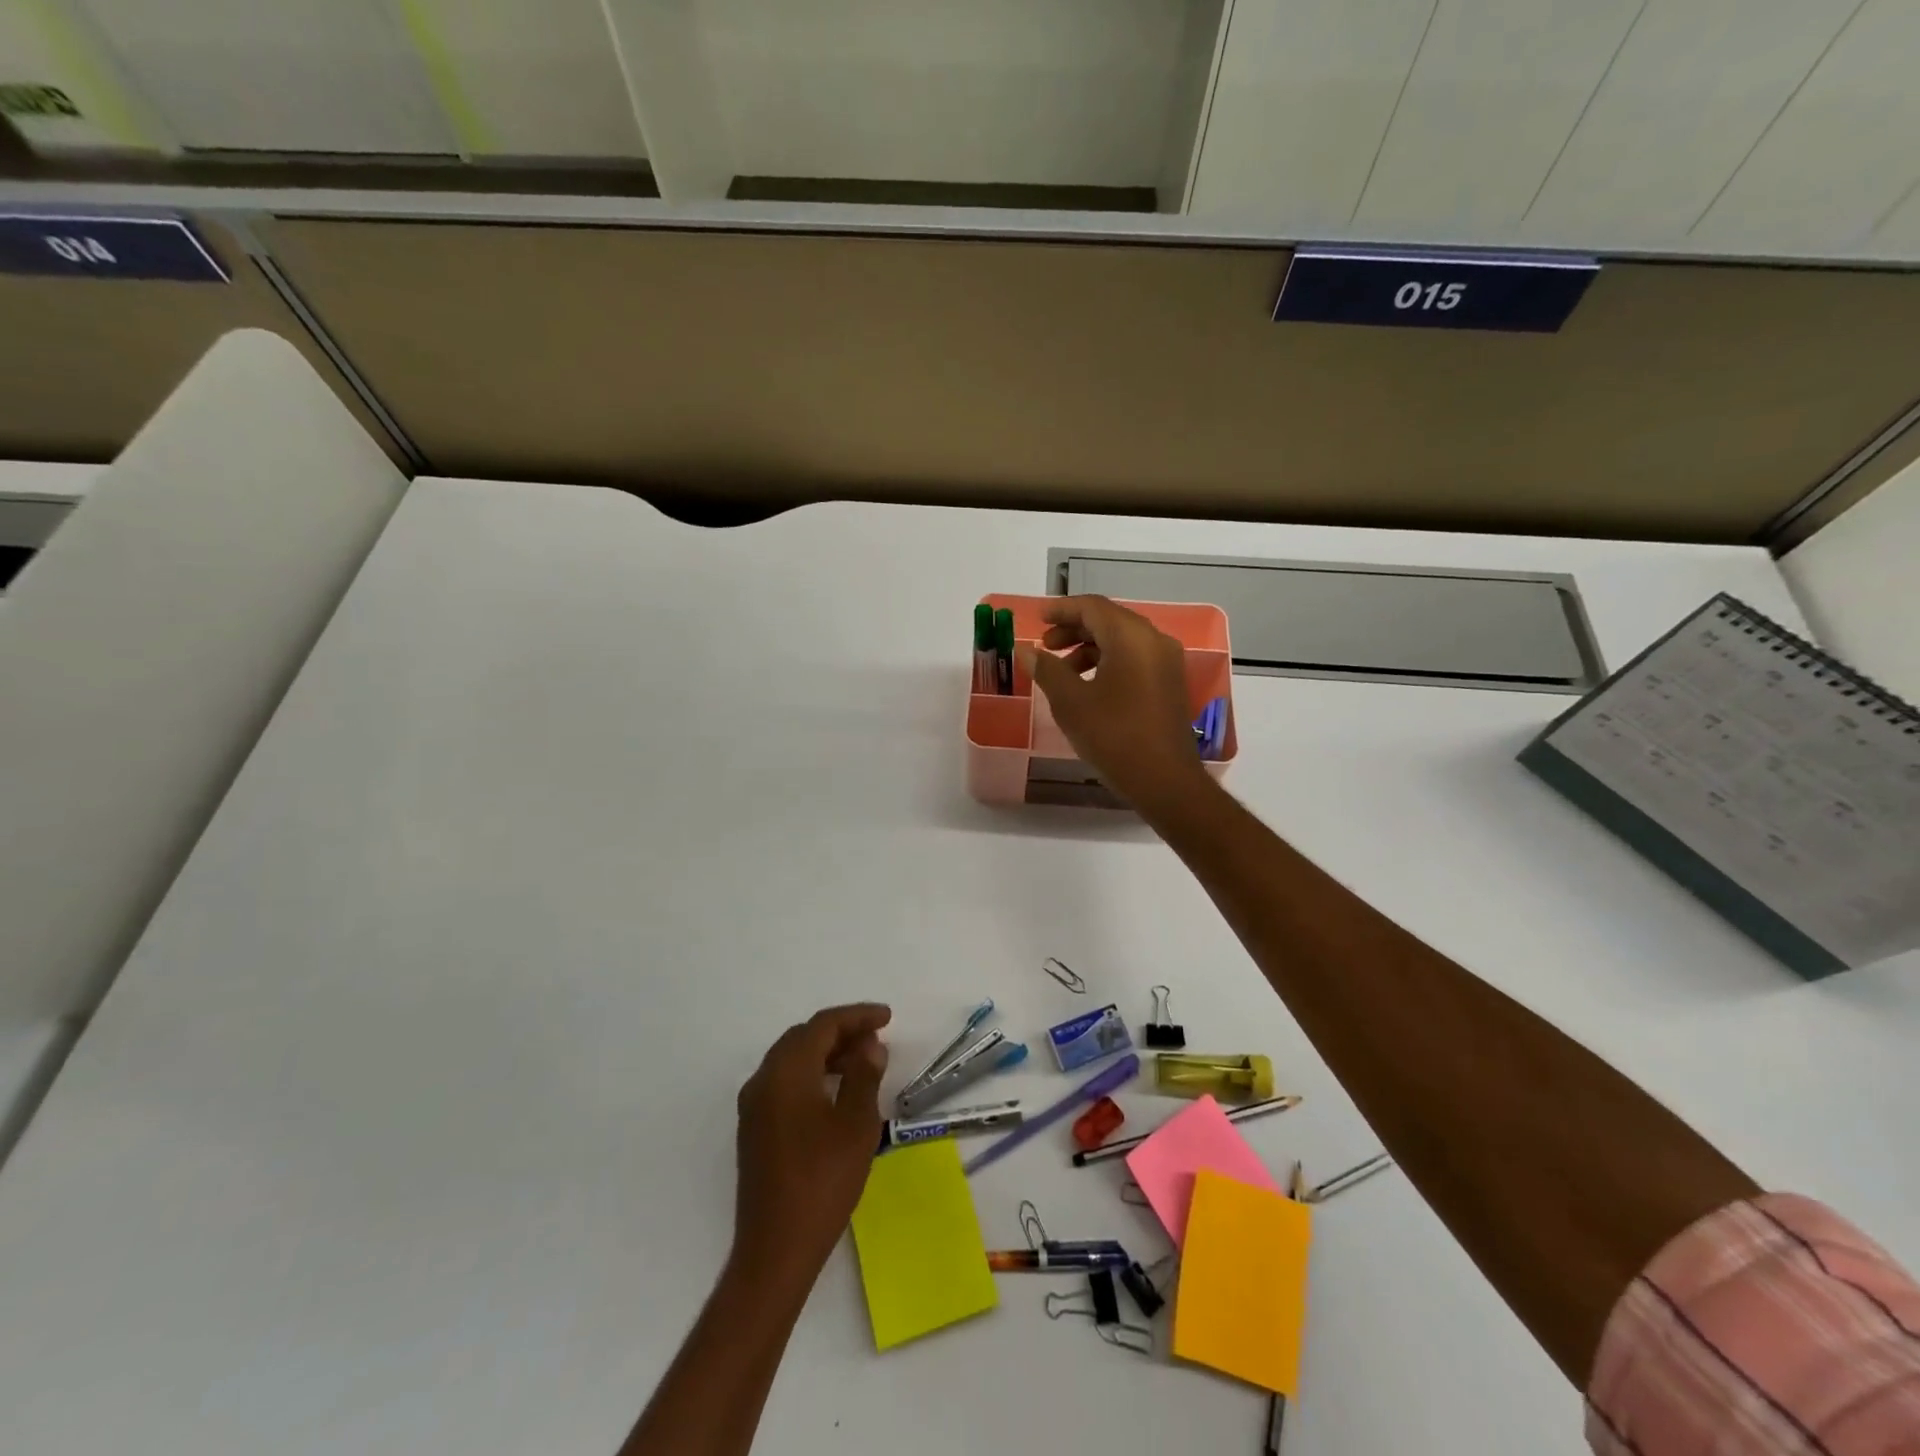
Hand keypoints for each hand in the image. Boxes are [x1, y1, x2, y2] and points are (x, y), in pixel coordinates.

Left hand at [732, 1003, 891, 1287]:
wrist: (776, 1250)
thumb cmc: (822, 1182)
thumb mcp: (856, 1125)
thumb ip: (864, 1075)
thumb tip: (869, 1045)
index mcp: (786, 1072)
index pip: (822, 1025)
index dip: (857, 1016)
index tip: (887, 1017)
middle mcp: (763, 1080)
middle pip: (803, 1037)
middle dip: (841, 1031)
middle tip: (876, 1038)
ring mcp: (754, 1106)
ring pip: (792, 1059)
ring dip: (826, 1053)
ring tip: (862, 1062)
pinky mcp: (755, 1129)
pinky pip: (784, 1082)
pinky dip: (811, 1074)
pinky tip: (835, 1091)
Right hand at [1019, 595, 1211, 813]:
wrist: (1164, 780)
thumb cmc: (1114, 737)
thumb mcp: (1071, 703)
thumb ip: (1047, 670)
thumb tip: (1028, 651)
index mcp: (1131, 637)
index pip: (1092, 607)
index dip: (1062, 609)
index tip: (1037, 618)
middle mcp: (1154, 641)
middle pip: (1109, 620)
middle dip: (1074, 628)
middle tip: (1045, 646)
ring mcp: (1166, 662)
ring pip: (1122, 640)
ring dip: (1089, 647)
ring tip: (1061, 671)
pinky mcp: (1169, 683)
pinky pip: (1135, 658)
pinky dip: (1108, 661)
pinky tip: (1088, 686)